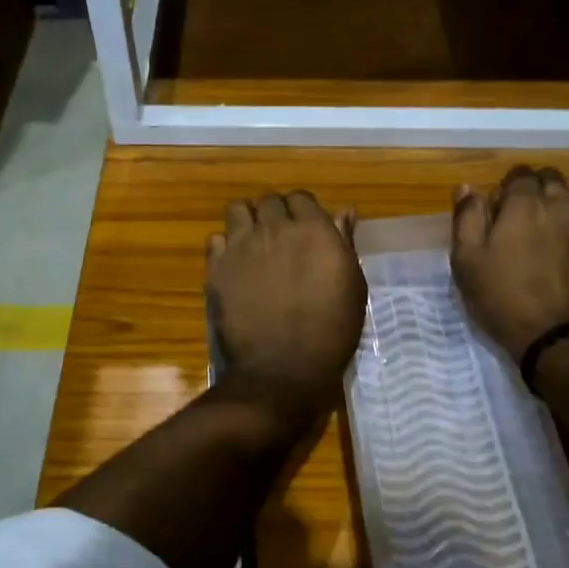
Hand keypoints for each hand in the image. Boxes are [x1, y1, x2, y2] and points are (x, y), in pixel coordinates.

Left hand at [208, 191, 366, 423]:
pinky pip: (215, 239)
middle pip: (269, 201)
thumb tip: (344, 211)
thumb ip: (344, 243)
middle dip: (274, 214)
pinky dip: (225, 246)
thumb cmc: (330, 331)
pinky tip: (234, 265)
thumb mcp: (353, 287)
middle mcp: (275, 228)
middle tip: (280, 239)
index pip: (301, 198)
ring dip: (247, 220)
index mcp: (313, 230)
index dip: (302, 212)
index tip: (305, 230)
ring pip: (237, 210)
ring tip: (253, 243)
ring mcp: (241, 246)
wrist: (282, 369)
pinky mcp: (216, 267)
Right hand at [451, 166, 568, 360]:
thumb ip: (466, 218)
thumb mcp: (467, 260)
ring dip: (552, 210)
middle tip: (515, 219)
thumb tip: (468, 187)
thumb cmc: (503, 297)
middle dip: (533, 190)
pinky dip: (567, 233)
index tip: (495, 210)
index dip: (505, 187)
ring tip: (534, 240)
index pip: (520, 174)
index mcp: (527, 203)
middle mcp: (561, 207)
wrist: (559, 338)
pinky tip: (554, 260)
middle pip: (550, 180)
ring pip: (568, 203)